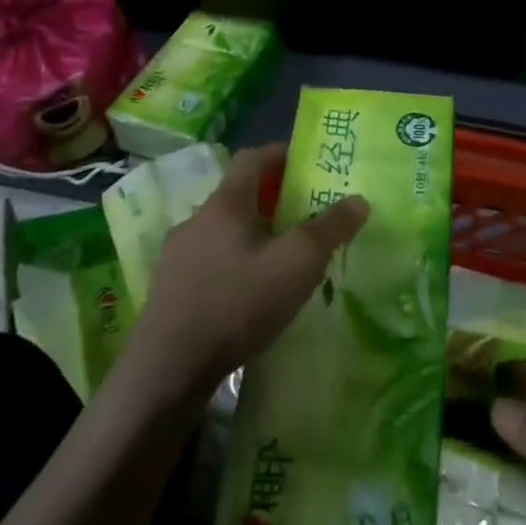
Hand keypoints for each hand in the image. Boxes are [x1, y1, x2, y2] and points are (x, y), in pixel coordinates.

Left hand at [122, 143, 369, 396]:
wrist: (166, 371)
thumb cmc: (237, 304)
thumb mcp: (297, 264)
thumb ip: (330, 228)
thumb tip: (358, 200)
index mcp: (225, 204)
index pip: (252, 158)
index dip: (280, 153)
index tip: (307, 162)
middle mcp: (195, 221)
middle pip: (237, 195)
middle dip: (272, 200)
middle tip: (304, 215)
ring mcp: (176, 257)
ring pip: (222, 232)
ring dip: (251, 235)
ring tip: (280, 259)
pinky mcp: (169, 290)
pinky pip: (209, 262)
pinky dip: (233, 264)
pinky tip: (248, 294)